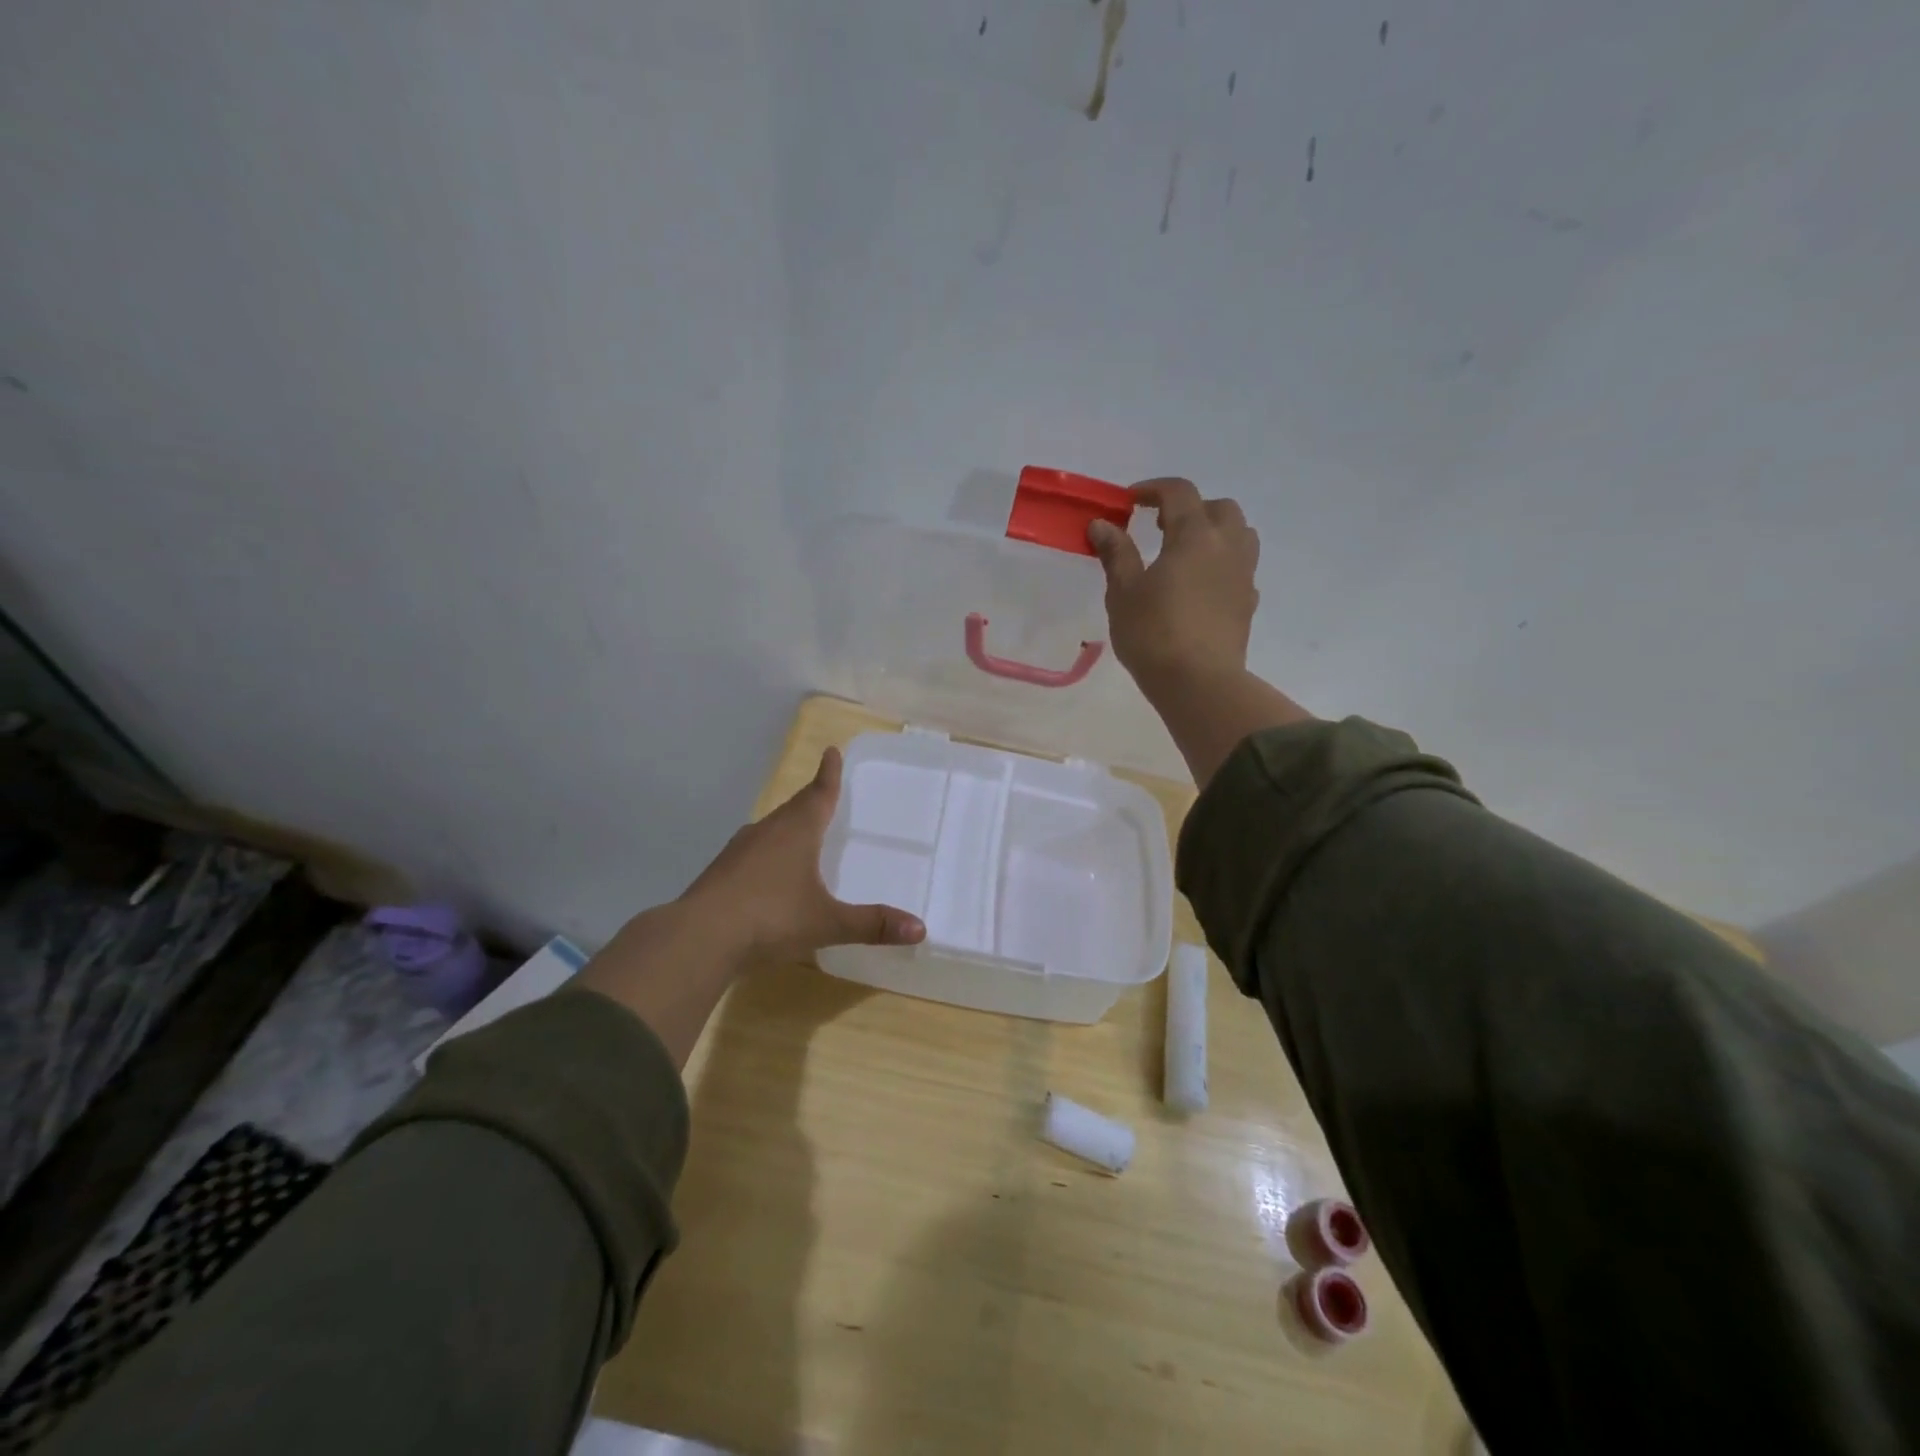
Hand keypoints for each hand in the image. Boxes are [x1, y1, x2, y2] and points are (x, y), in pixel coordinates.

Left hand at [579, 746, 924, 1065]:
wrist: (698, 938)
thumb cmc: (770, 918)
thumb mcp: (826, 922)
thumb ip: (872, 924)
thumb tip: (920, 928)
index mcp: (796, 831)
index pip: (818, 794)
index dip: (829, 774)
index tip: (831, 750)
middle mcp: (767, 832)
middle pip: (794, 808)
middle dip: (811, 800)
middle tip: (824, 793)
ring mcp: (738, 851)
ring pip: (770, 830)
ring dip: (787, 827)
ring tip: (799, 832)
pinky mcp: (720, 872)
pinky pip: (752, 852)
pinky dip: (767, 853)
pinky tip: (768, 873)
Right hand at [1088, 478, 1259, 694]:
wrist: (1199, 683)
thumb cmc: (1153, 634)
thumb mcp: (1123, 592)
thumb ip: (1116, 554)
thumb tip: (1101, 524)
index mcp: (1194, 536)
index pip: (1179, 493)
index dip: (1153, 489)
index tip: (1130, 502)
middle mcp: (1226, 546)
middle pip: (1219, 507)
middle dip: (1190, 508)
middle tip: (1161, 527)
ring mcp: (1243, 575)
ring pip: (1239, 534)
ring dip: (1215, 531)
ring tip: (1186, 552)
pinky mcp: (1248, 603)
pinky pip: (1241, 568)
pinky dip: (1222, 563)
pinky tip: (1200, 586)